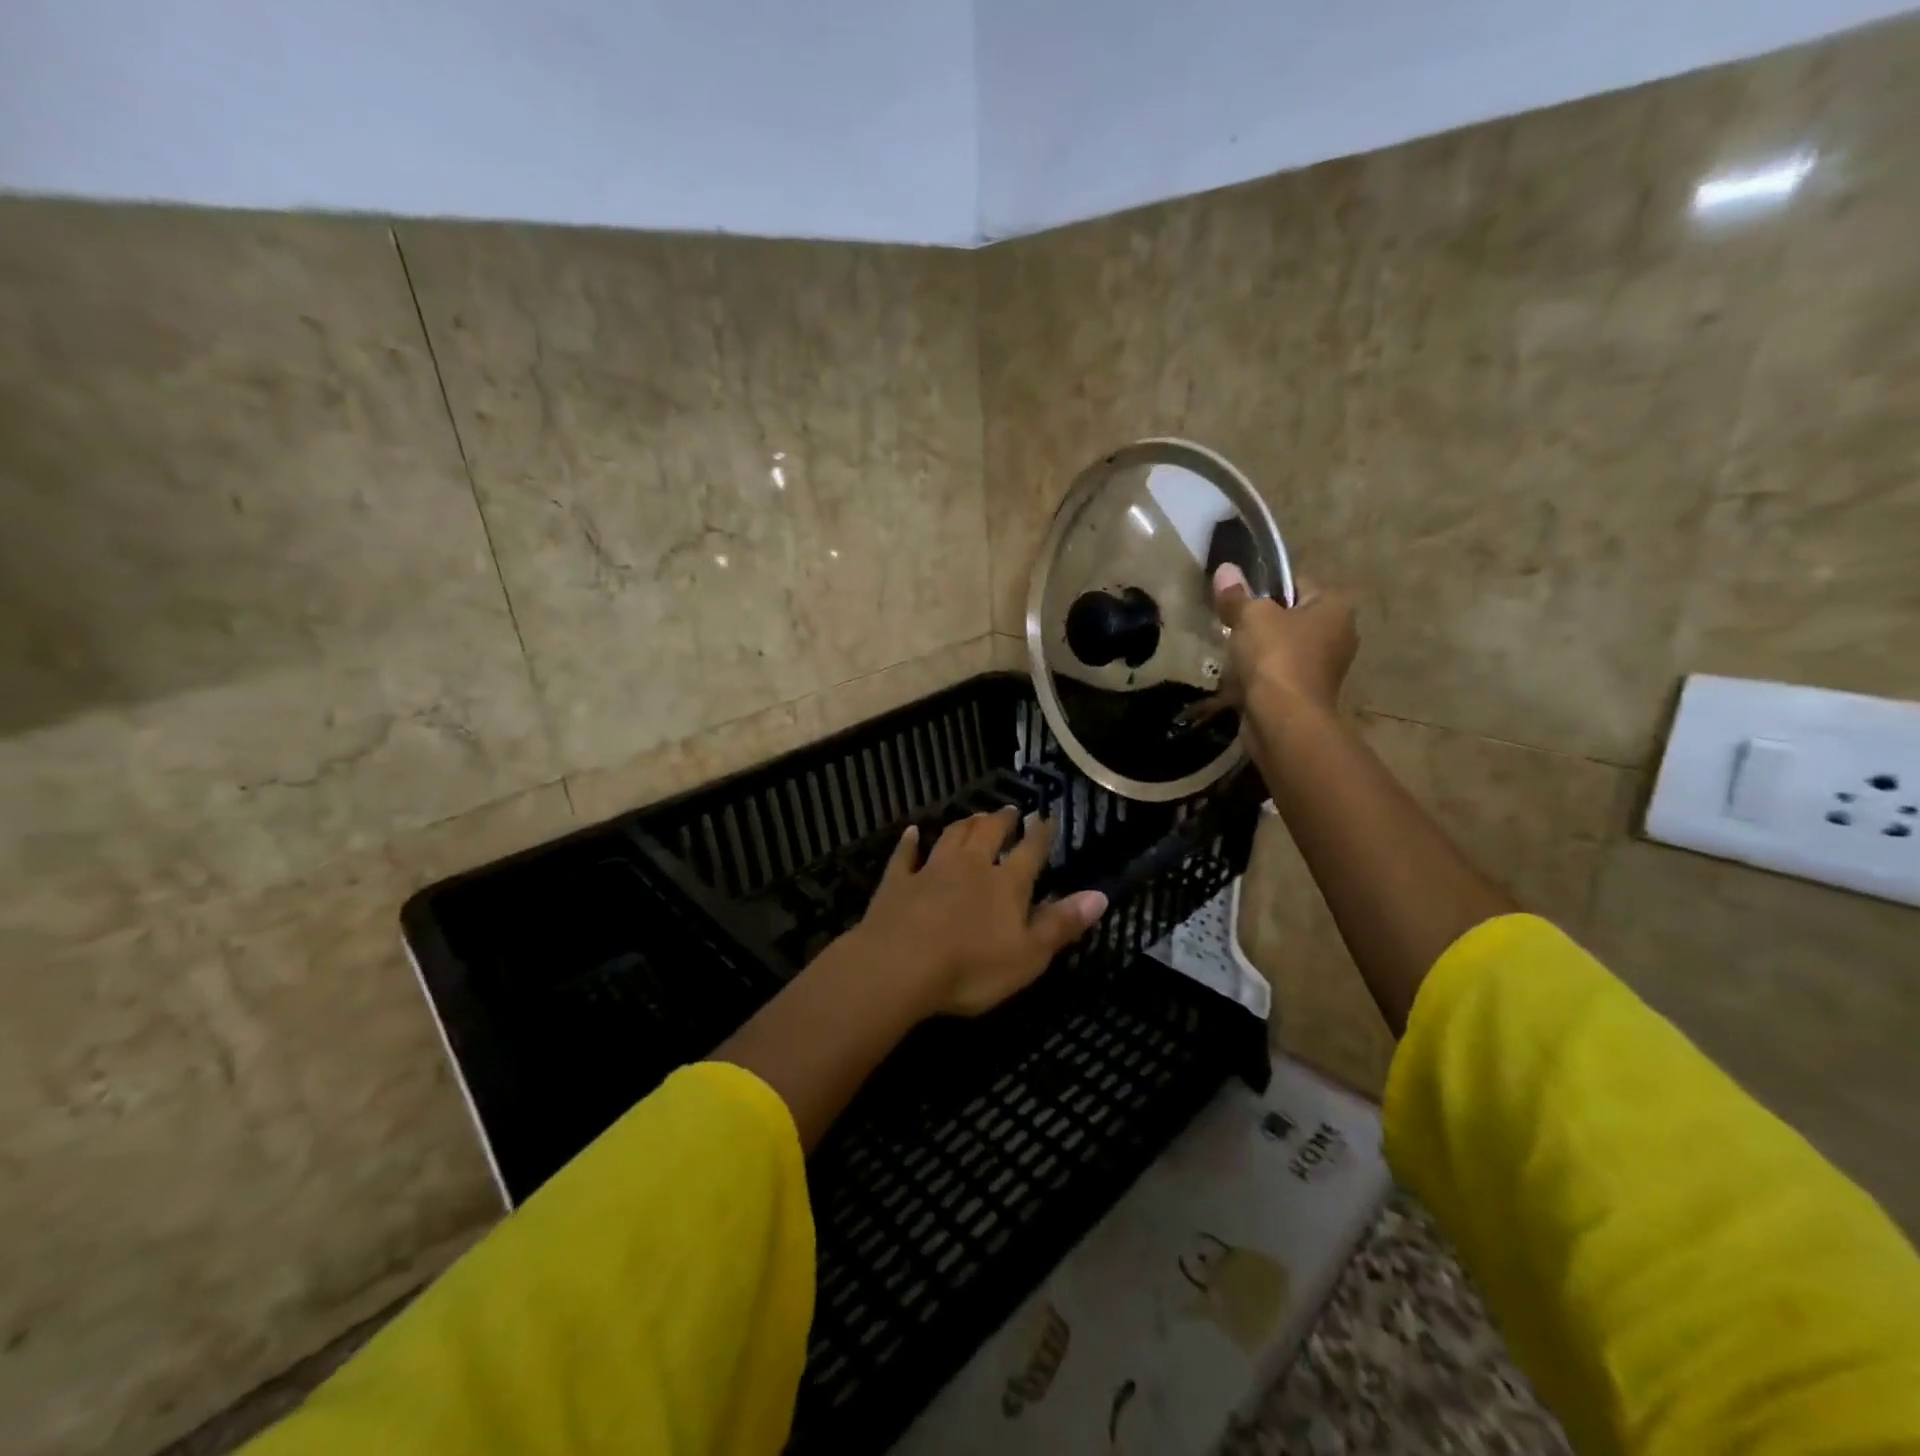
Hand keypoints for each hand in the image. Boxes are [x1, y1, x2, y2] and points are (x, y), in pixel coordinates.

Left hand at [847, 808, 1107, 1016]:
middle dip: (1001, 820)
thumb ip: (1062, 924)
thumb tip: (1100, 895)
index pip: (1030, 852)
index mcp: (1006, 884)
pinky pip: (904, 856)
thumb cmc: (972, 967)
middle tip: (1009, 809)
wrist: (900, 966)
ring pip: (951, 837)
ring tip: (974, 816)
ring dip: (964, 824)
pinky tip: (911, 832)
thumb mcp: (1029, 955)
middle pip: (988, 834)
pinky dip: (909, 843)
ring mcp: (930, 871)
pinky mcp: (897, 883)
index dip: (1041, 834)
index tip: (1047, 817)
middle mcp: (970, 867)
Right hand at [1212, 563, 1358, 718]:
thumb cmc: (1276, 657)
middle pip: (1290, 618)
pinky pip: (1280, 674)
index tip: (1239, 599)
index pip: (1298, 584)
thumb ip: (1237, 595)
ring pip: (1284, 648)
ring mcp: (1325, 668)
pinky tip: (1239, 680)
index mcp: (1336, 607)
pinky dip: (1261, 676)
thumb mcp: (1250, 616)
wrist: (1284, 719)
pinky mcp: (1308, 694)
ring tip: (1231, 653)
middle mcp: (1339, 634)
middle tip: (1231, 625)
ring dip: (1259, 651)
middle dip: (1262, 622)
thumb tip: (1225, 569)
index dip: (1266, 588)